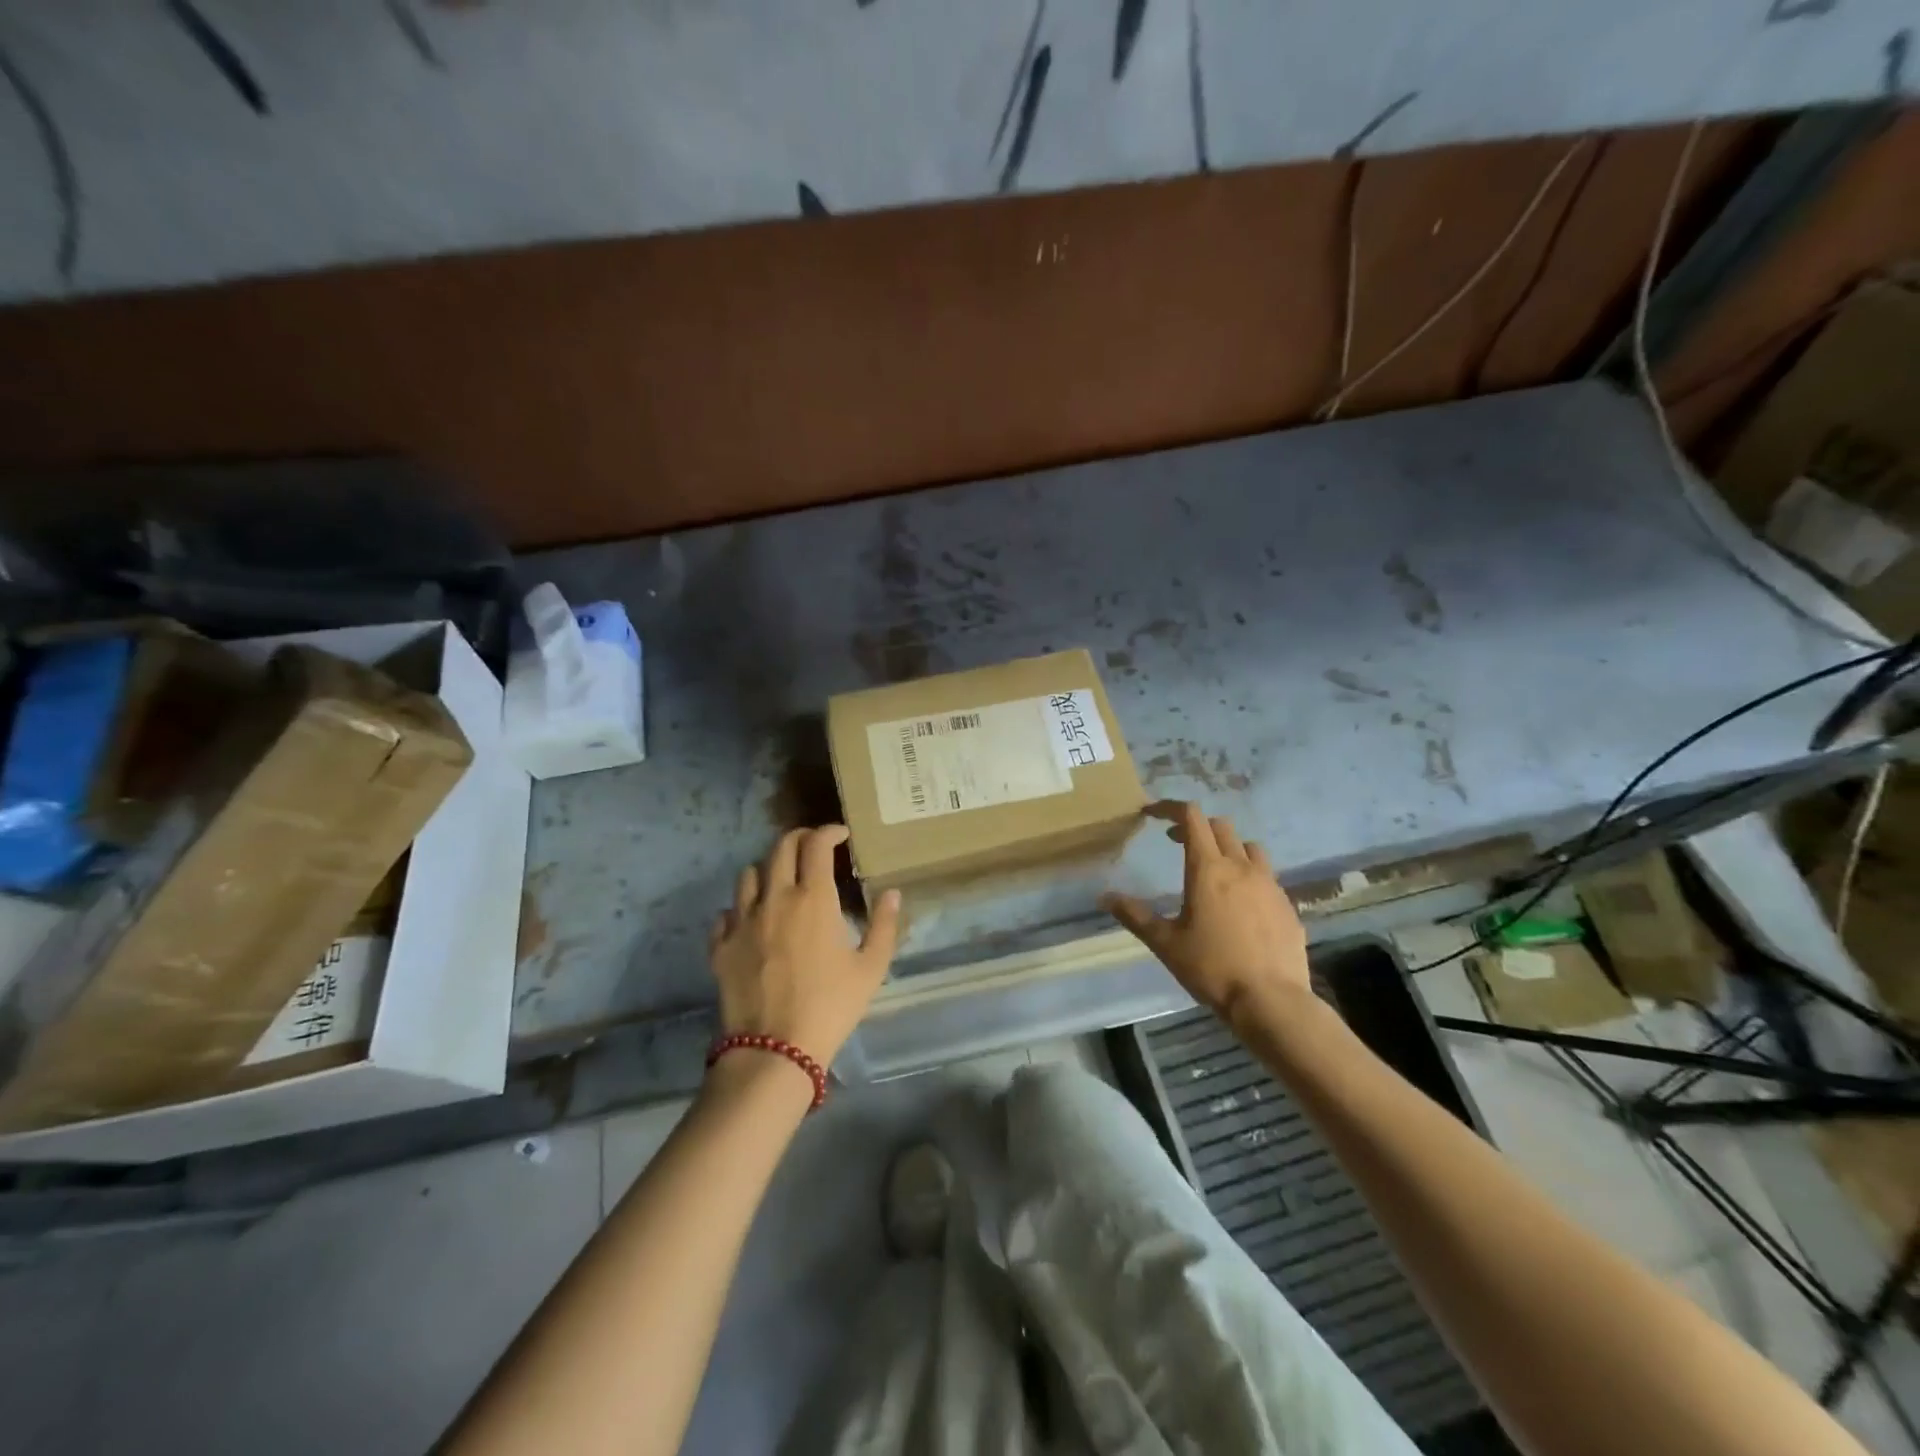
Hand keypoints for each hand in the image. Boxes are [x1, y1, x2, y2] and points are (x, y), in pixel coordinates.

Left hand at [709, 825, 901, 1065]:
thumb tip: (891, 893)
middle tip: (813, 848)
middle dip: (799, 839)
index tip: (841, 835)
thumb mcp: (871, 968)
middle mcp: (774, 899)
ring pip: (749, 874)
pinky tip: (752, 921)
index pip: (816, 845)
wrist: (775, 1050)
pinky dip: (741, 909)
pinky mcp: (720, 946)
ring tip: (781, 882)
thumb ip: (883, 925)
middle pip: (780, 847)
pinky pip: (726, 913)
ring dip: (768, 870)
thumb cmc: (831, 1006)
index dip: (829, 832)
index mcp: (813, 899)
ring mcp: (742, 921)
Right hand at [1102, 801, 1310, 1023]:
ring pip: (1249, 847)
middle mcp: (1241, 867)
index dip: (1170, 808)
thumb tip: (1105, 897)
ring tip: (1214, 868)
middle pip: (1220, 827)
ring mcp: (1270, 885)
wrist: (1271, 1001)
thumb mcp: (1165, 943)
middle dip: (1196, 827)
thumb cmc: (1211, 968)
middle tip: (1177, 843)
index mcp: (1208, 869)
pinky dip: (1249, 875)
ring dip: (1228, 847)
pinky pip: (1267, 876)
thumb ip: (1135, 915)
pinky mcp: (1287, 905)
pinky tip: (1240, 904)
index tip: (1152, 814)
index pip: (1191, 817)